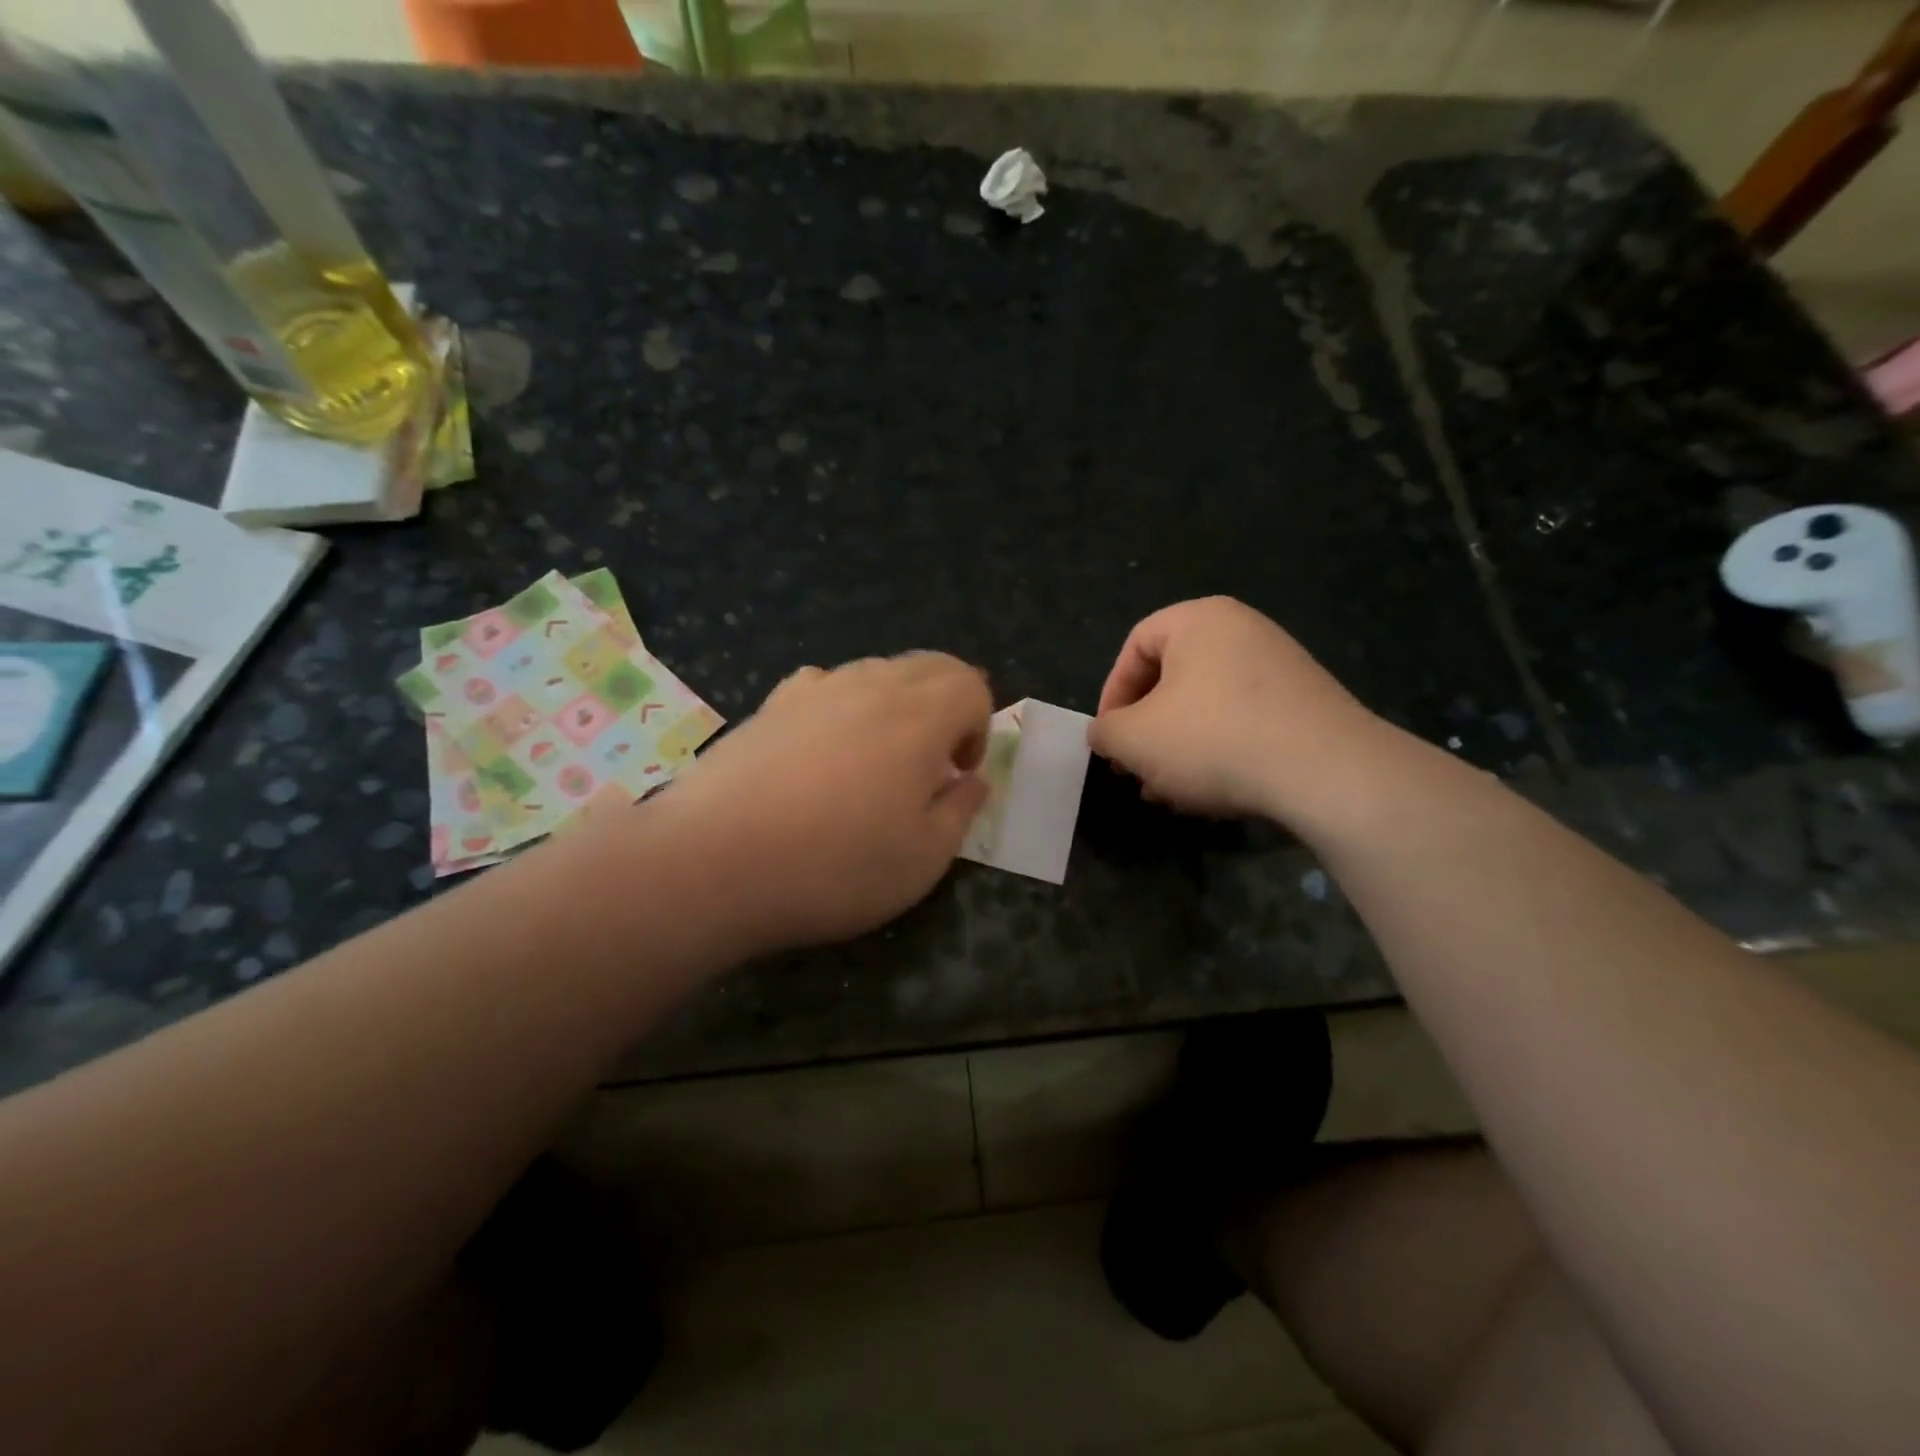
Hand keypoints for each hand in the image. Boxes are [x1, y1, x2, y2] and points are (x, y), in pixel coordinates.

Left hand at [667, 653, 991, 952]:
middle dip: (947, 706)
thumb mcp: (923, 859)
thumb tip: (972, 781)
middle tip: (931, 764)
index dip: (979, 726)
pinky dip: (844, 707)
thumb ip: (960, 811)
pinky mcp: (770, 704)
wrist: (712, 863)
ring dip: (897, 705)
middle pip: (929, 666)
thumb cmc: (834, 867)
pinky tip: (823, 754)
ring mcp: (814, 689)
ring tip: (876, 763)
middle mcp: (870, 685)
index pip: (971, 684)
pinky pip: (826, 686)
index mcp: (919, 716)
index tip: (958, 774)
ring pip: (876, 672)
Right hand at [1091, 598, 1384, 823]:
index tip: (1109, 737)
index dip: (1112, 694)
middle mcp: (1242, 630)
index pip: (1135, 645)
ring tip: (1167, 791)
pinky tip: (1209, 792)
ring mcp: (1280, 665)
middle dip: (1146, 729)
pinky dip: (1218, 751)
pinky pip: (1243, 721)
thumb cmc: (1213, 739)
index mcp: (1199, 620)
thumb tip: (1105, 733)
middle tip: (1134, 768)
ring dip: (1177, 747)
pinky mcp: (1305, 703)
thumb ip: (1105, 732)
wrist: (1326, 771)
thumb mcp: (1134, 739)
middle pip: (1172, 677)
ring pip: (1206, 705)